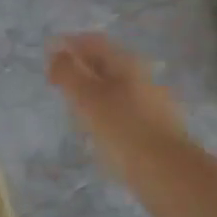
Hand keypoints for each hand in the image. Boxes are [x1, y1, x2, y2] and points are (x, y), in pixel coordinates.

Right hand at [47, 34, 182, 157]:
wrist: (169, 175)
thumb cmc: (123, 131)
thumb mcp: (87, 99)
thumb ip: (69, 73)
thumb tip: (57, 52)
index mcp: (127, 62)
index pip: (93, 42)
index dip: (68, 45)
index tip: (47, 59)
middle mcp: (143, 75)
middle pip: (105, 63)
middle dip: (80, 68)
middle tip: (57, 84)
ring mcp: (153, 101)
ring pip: (115, 88)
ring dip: (92, 92)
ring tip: (73, 109)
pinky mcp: (156, 127)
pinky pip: (124, 110)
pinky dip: (105, 112)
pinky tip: (98, 131)